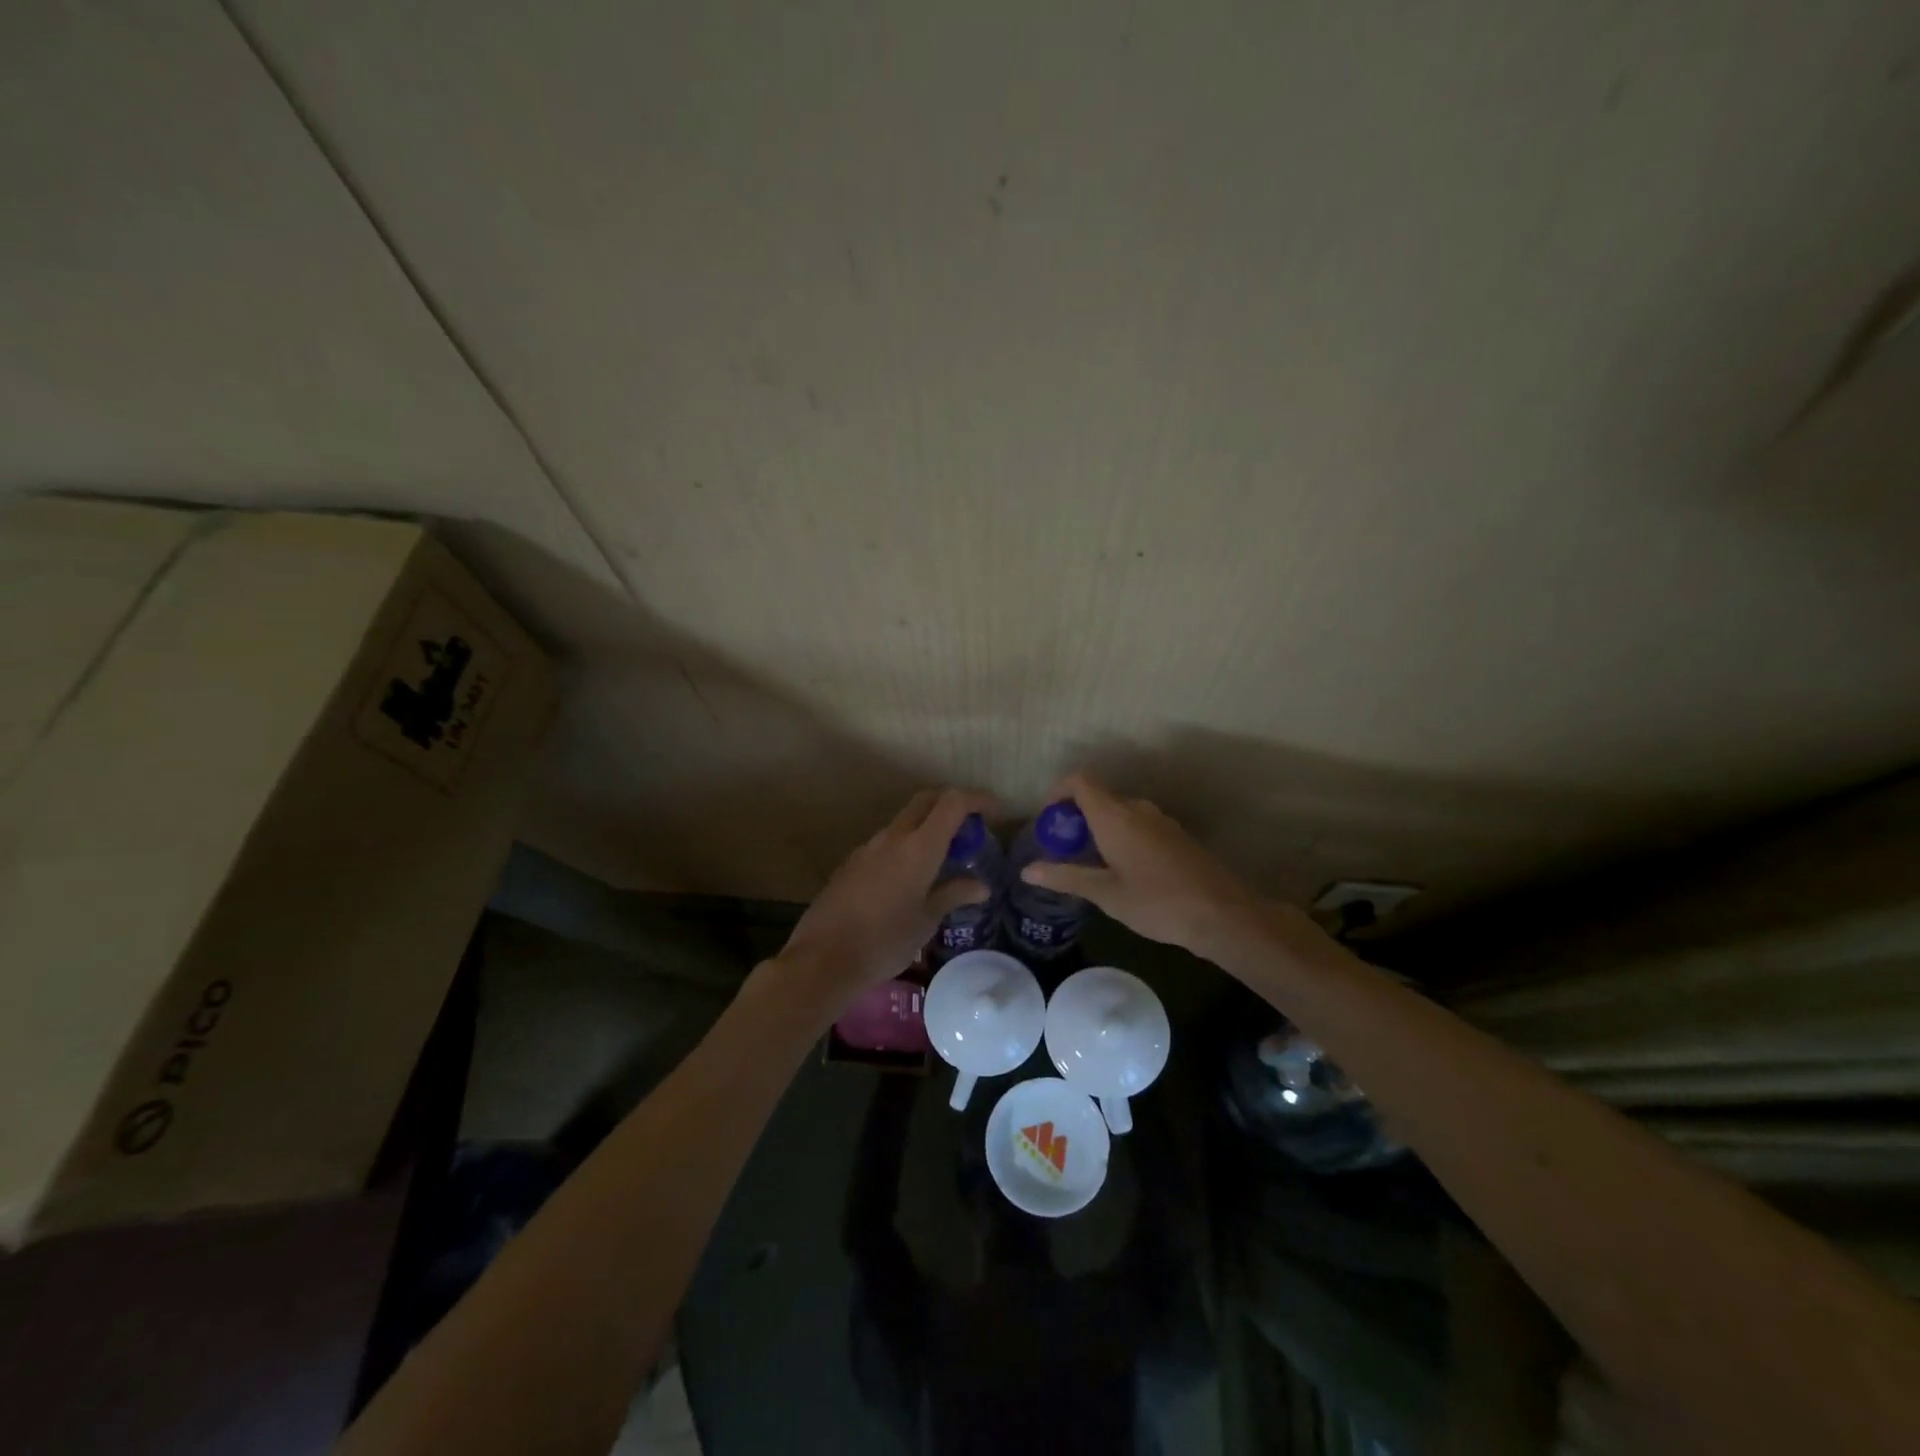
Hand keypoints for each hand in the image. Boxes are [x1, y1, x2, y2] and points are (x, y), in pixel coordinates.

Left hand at [774, 787, 995, 1018]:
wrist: (824, 958)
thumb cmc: (885, 941)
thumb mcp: (926, 921)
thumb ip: (953, 894)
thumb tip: (981, 886)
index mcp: (919, 847)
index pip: (953, 803)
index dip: (977, 799)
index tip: (996, 812)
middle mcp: (893, 837)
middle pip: (926, 801)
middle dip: (952, 803)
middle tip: (971, 826)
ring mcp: (868, 847)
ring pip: (904, 820)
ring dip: (927, 825)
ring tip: (945, 855)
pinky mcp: (852, 862)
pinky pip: (887, 841)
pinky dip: (907, 844)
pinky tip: (911, 875)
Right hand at [1018, 772, 1274, 963]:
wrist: (1221, 913)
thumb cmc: (1156, 902)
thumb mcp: (1105, 893)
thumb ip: (1065, 877)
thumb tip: (1027, 871)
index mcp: (1114, 815)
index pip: (1079, 781)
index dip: (1058, 792)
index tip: (1048, 821)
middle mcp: (1136, 808)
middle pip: (1097, 796)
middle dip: (1075, 817)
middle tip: (1062, 850)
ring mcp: (1160, 820)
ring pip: (1119, 812)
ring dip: (1098, 828)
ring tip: (1088, 863)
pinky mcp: (1175, 835)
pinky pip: (1137, 824)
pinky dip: (1120, 836)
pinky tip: (1121, 870)